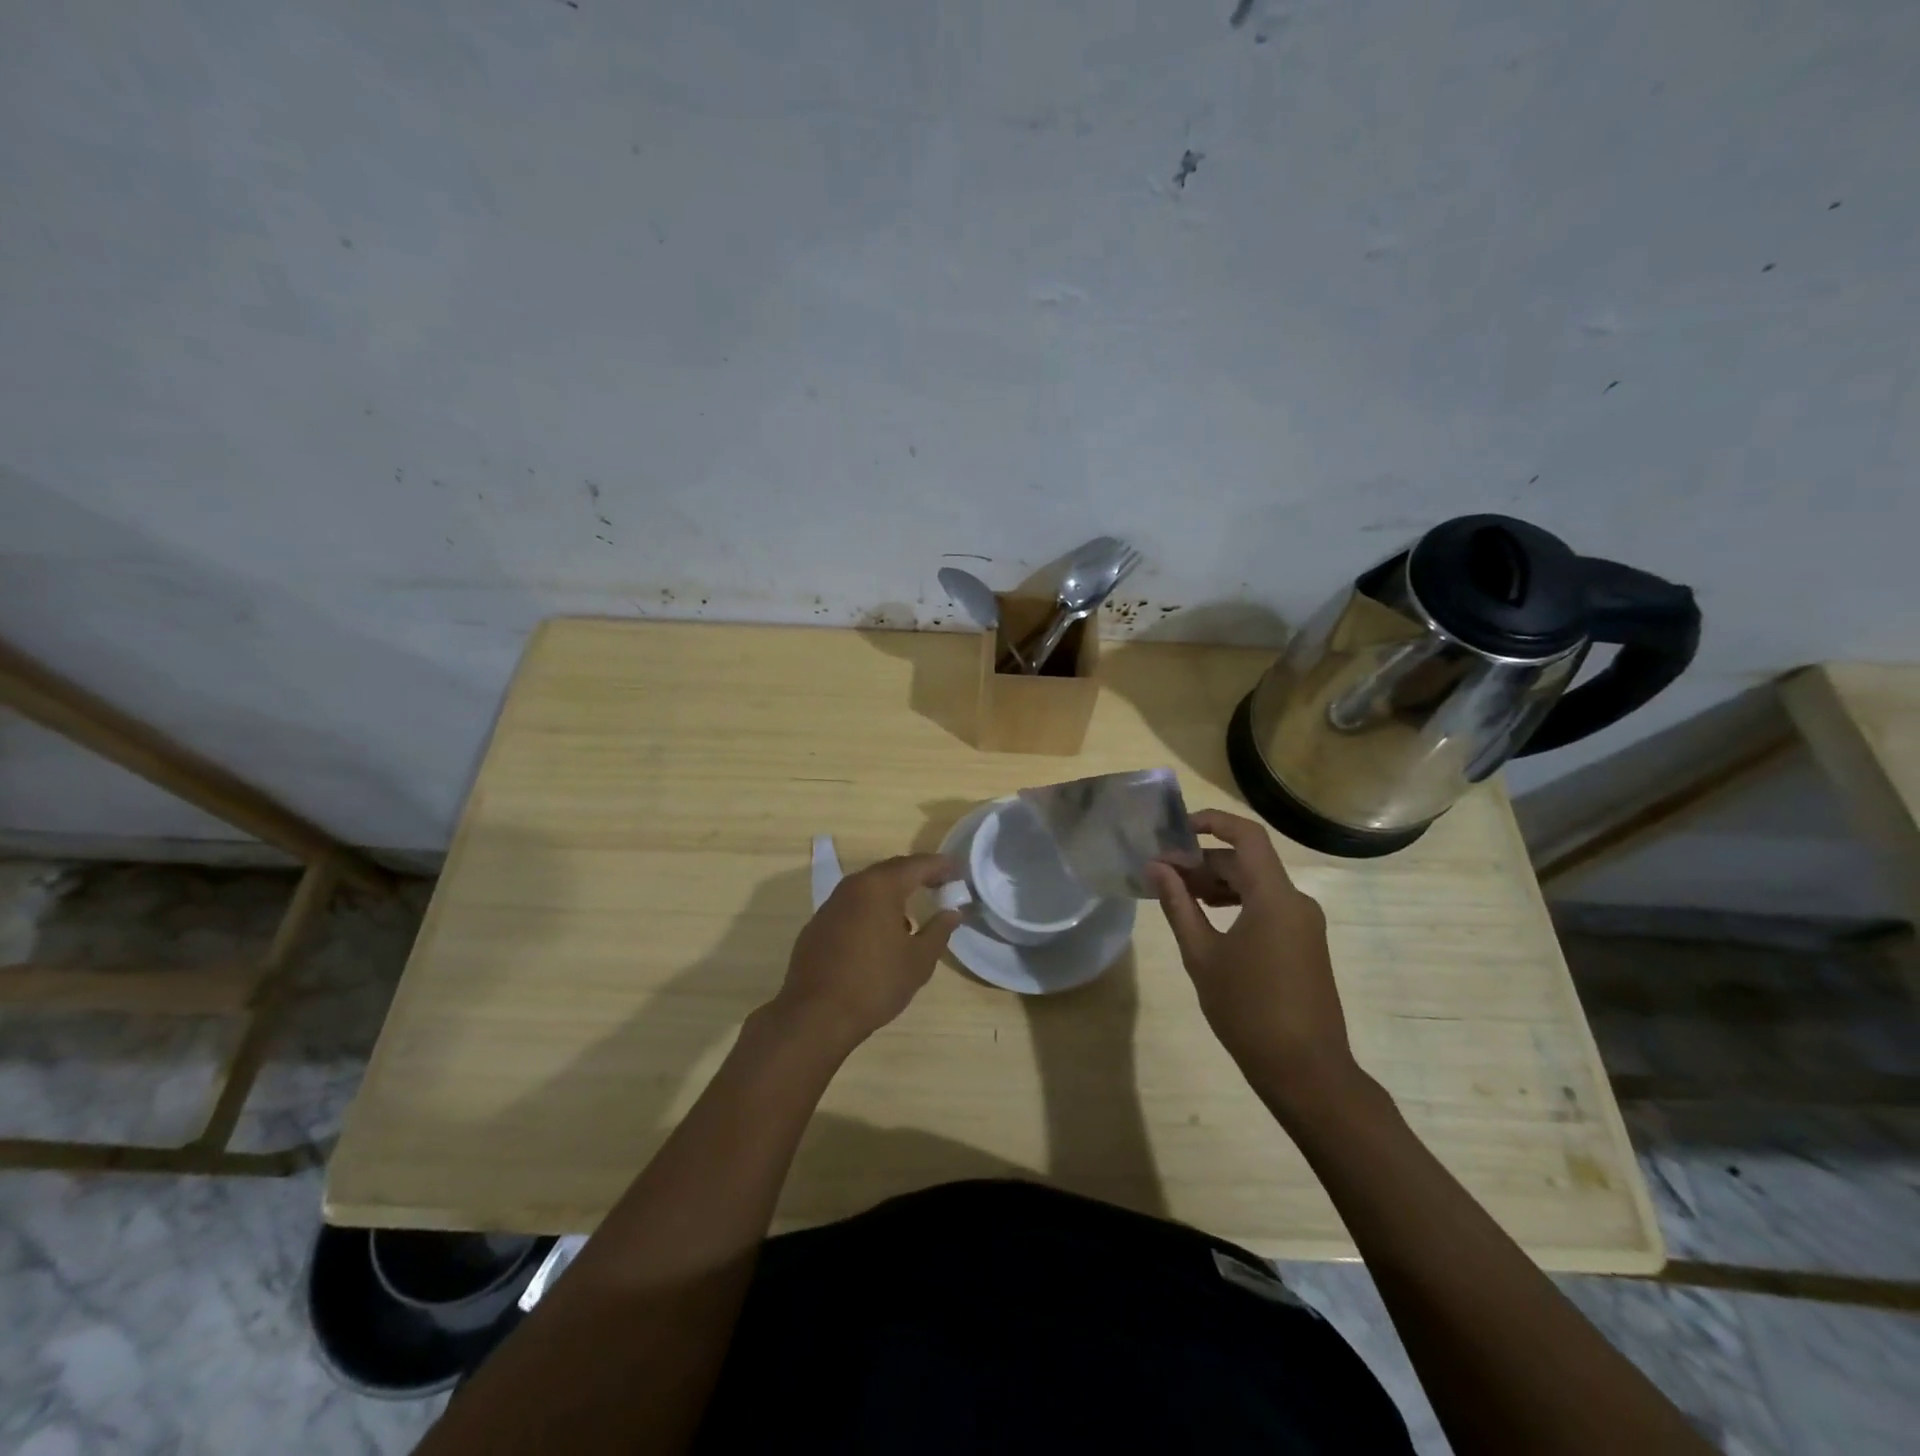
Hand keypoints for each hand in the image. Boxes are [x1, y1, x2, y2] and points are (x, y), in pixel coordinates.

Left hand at [772, 854, 960, 1050]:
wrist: (816, 1016)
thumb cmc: (875, 983)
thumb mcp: (919, 960)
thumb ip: (939, 930)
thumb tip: (952, 912)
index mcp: (880, 887)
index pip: (916, 865)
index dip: (940, 866)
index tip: (958, 870)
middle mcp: (853, 887)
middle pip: (891, 871)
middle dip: (916, 875)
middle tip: (939, 885)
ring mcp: (831, 905)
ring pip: (868, 888)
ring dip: (892, 893)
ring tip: (912, 913)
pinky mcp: (817, 925)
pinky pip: (852, 906)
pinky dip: (871, 910)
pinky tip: (879, 935)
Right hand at [1146, 809, 1357, 1111]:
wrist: (1306, 1071)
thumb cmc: (1248, 1010)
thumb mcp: (1202, 955)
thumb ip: (1178, 905)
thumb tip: (1156, 867)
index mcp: (1274, 897)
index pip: (1246, 836)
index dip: (1211, 822)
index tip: (1174, 831)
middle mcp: (1295, 901)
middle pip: (1246, 862)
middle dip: (1202, 861)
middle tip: (1161, 873)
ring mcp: (1303, 923)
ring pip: (1256, 885)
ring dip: (1217, 883)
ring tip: (1177, 895)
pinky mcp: (1304, 943)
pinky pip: (1266, 907)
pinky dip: (1235, 904)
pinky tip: (1206, 918)